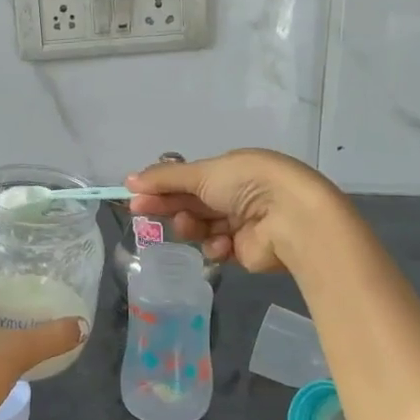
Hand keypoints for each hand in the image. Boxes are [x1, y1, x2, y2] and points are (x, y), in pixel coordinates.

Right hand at [126, 149, 344, 273]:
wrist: (290, 218)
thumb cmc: (247, 184)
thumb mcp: (203, 173)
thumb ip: (165, 179)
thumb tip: (129, 180)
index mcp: (231, 169)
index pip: (189, 177)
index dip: (162, 185)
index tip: (135, 194)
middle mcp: (238, 194)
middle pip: (192, 202)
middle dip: (168, 206)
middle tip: (140, 212)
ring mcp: (242, 223)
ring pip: (202, 226)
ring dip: (191, 226)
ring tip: (188, 225)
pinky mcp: (246, 251)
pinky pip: (218, 248)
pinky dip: (215, 246)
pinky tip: (220, 244)